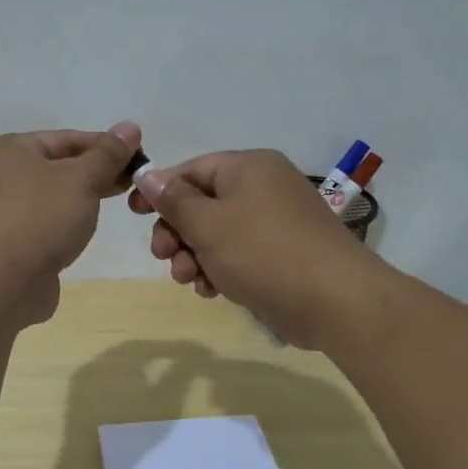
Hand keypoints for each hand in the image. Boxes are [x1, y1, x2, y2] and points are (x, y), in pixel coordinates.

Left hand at [0, 122, 142, 322]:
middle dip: (95, 174)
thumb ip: (107, 155)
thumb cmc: (38, 217)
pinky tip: (83, 234)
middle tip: (134, 182)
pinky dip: (64, 227)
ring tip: (116, 206)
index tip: (140, 156)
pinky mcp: (6, 248)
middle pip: (56, 168)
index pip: (65, 138)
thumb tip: (130, 127)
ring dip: (80, 201)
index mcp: (7, 150)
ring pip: (50, 200)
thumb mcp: (80, 179)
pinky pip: (43, 228)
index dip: (105, 145)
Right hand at [129, 149, 375, 347]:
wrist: (334, 301)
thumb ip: (174, 200)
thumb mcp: (208, 224)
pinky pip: (238, 254)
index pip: (191, 170)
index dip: (159, 190)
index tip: (133, 214)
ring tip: (189, 279)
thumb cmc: (263, 253)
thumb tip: (148, 175)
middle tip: (164, 257)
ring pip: (217, 234)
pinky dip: (220, 269)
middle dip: (177, 233)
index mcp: (248, 168)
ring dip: (194, 256)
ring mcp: (274, 223)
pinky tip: (212, 291)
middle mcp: (263, 188)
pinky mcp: (281, 255)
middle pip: (202, 204)